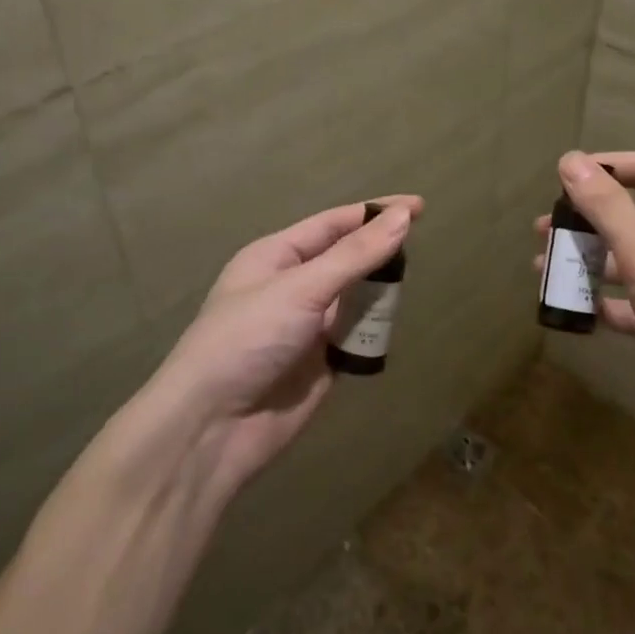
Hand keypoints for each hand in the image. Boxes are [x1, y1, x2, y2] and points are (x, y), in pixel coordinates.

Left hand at [148, 197, 419, 495]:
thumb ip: (355, 255)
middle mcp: (292, 286)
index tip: (419, 207)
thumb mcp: (301, 288)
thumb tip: (404, 217)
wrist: (213, 427)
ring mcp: (307, 327)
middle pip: (347, 259)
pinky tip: (393, 327)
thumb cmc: (248, 340)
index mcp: (276, 256)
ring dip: (379, 295)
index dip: (375, 213)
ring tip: (409, 289)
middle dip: (379, 253)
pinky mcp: (321, 364)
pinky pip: (357, 338)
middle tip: (421, 248)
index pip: (334, 224)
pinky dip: (374, 333)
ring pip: (356, 299)